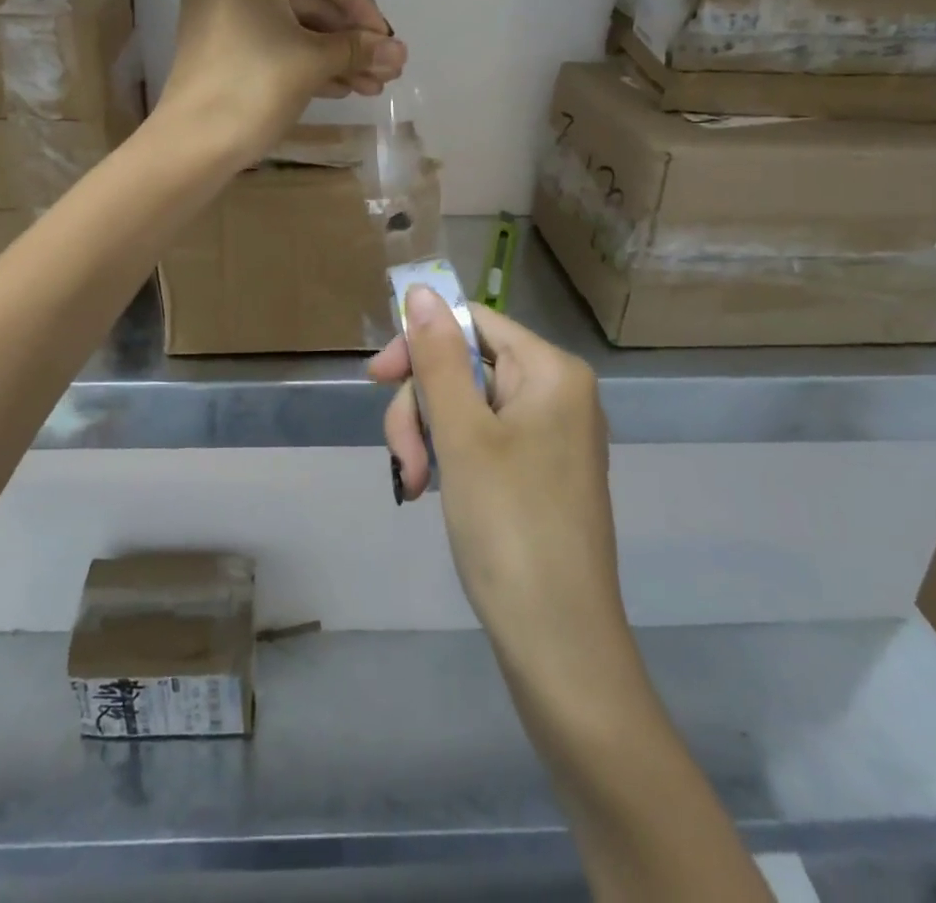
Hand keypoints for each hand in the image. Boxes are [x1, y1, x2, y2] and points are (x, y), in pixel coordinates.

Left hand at [160, 0, 405, 165]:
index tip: (382, 38)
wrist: (192, 145)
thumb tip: (400, 50)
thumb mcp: (313, 62)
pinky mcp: (219, 46)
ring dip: (334, 54)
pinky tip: (342, 88)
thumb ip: (359, 48)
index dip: (359, 0)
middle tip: (384, 67)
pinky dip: (305, 61)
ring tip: (372, 86)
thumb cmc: (253, 87)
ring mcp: (220, 13)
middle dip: (349, 36)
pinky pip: (271, 42)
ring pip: (292, 25)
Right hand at [371, 290, 626, 686]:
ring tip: (416, 485)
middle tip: (403, 459)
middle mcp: (558, 393)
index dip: (420, 342)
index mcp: (552, 371)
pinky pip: (482, 439)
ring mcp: (550, 435)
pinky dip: (449, 457)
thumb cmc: (510, 528)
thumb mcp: (462, 435)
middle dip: (422, 406)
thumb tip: (421, 289)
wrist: (559, 646)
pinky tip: (433, 490)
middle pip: (466, 366)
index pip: (472, 322)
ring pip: (466, 406)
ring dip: (429, 437)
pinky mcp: (538, 471)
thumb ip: (437, 357)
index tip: (376, 379)